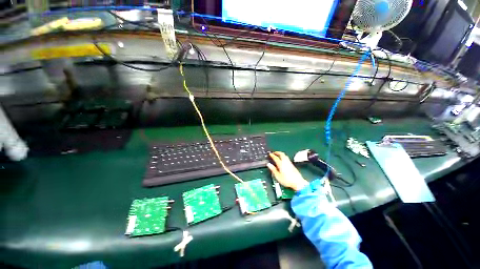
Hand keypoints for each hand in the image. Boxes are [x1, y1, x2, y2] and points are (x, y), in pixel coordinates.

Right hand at [267, 151, 308, 191]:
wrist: (298, 183)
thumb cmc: (287, 180)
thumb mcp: (278, 176)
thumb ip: (273, 169)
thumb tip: (269, 164)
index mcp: (281, 164)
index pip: (276, 158)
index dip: (272, 155)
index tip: (270, 154)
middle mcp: (285, 162)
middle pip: (281, 154)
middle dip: (277, 152)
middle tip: (274, 152)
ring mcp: (289, 163)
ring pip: (285, 155)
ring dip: (281, 154)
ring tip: (278, 155)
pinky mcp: (292, 165)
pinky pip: (287, 158)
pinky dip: (284, 157)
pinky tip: (283, 160)